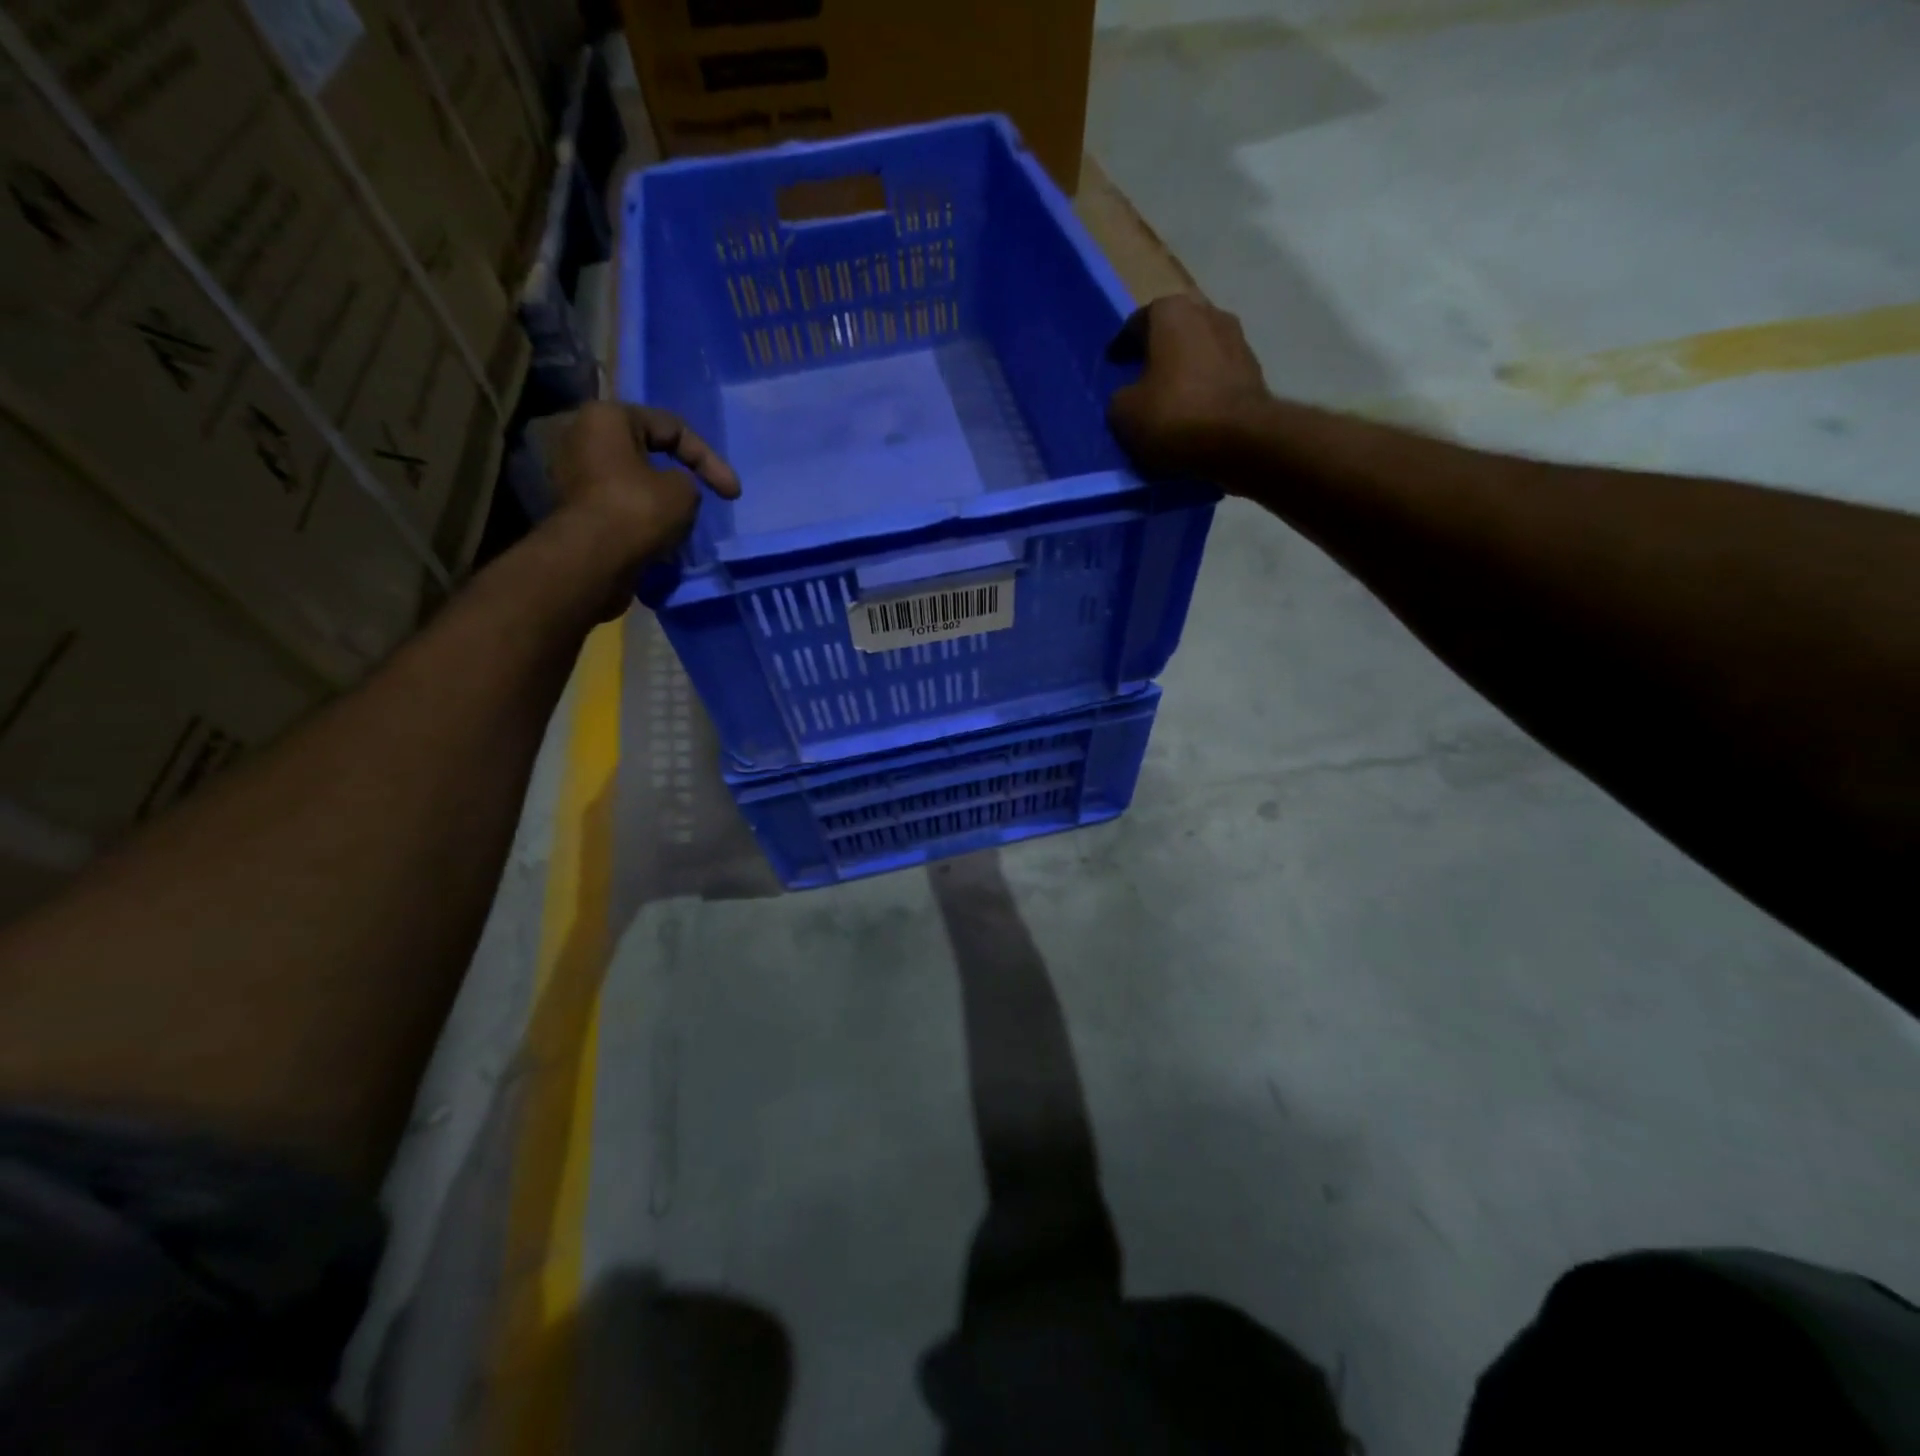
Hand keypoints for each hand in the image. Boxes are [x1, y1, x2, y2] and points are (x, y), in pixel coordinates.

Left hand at [546, 401, 740, 570]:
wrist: (592, 562)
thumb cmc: (639, 511)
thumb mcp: (684, 489)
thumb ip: (687, 480)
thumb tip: (673, 489)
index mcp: (607, 418)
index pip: (672, 427)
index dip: (709, 459)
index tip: (733, 494)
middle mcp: (584, 438)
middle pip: (648, 452)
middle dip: (681, 477)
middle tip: (705, 500)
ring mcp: (575, 476)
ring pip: (635, 482)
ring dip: (664, 501)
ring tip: (686, 524)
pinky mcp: (578, 511)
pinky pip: (622, 506)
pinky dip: (645, 519)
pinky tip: (664, 539)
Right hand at [1107, 295, 1268, 480]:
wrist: (1240, 439)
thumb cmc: (1174, 415)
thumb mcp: (1124, 412)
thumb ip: (1121, 396)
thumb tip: (1129, 396)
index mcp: (1172, 312)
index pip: (1138, 321)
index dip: (1122, 344)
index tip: (1114, 363)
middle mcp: (1208, 312)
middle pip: (1174, 329)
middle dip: (1157, 349)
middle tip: (1141, 374)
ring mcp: (1236, 338)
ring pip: (1198, 349)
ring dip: (1183, 367)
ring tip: (1168, 394)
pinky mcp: (1253, 369)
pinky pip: (1217, 372)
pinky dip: (1203, 384)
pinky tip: (1193, 407)